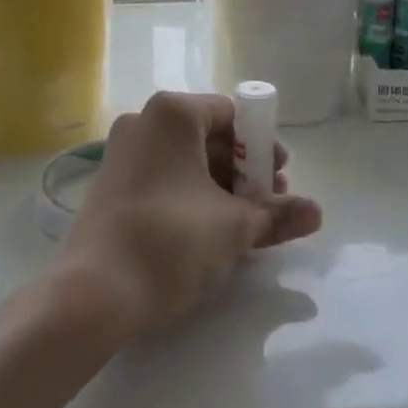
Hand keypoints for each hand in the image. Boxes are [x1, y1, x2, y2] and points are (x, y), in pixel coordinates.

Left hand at [55, 92, 322, 340]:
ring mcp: (122, 151)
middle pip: (208, 135)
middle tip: (267, 205)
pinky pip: (162, 176)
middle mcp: (144, 120)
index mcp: (173, 113)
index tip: (280, 180)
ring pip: (185, 159)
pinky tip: (207, 231)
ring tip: (243, 224)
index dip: (261, 145)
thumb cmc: (169, 242)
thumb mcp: (232, 227)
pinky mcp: (110, 184)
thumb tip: (317, 213)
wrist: (90, 294)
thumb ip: (276, 215)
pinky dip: (190, 194)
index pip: (231, 114)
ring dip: (219, 186)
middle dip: (243, 170)